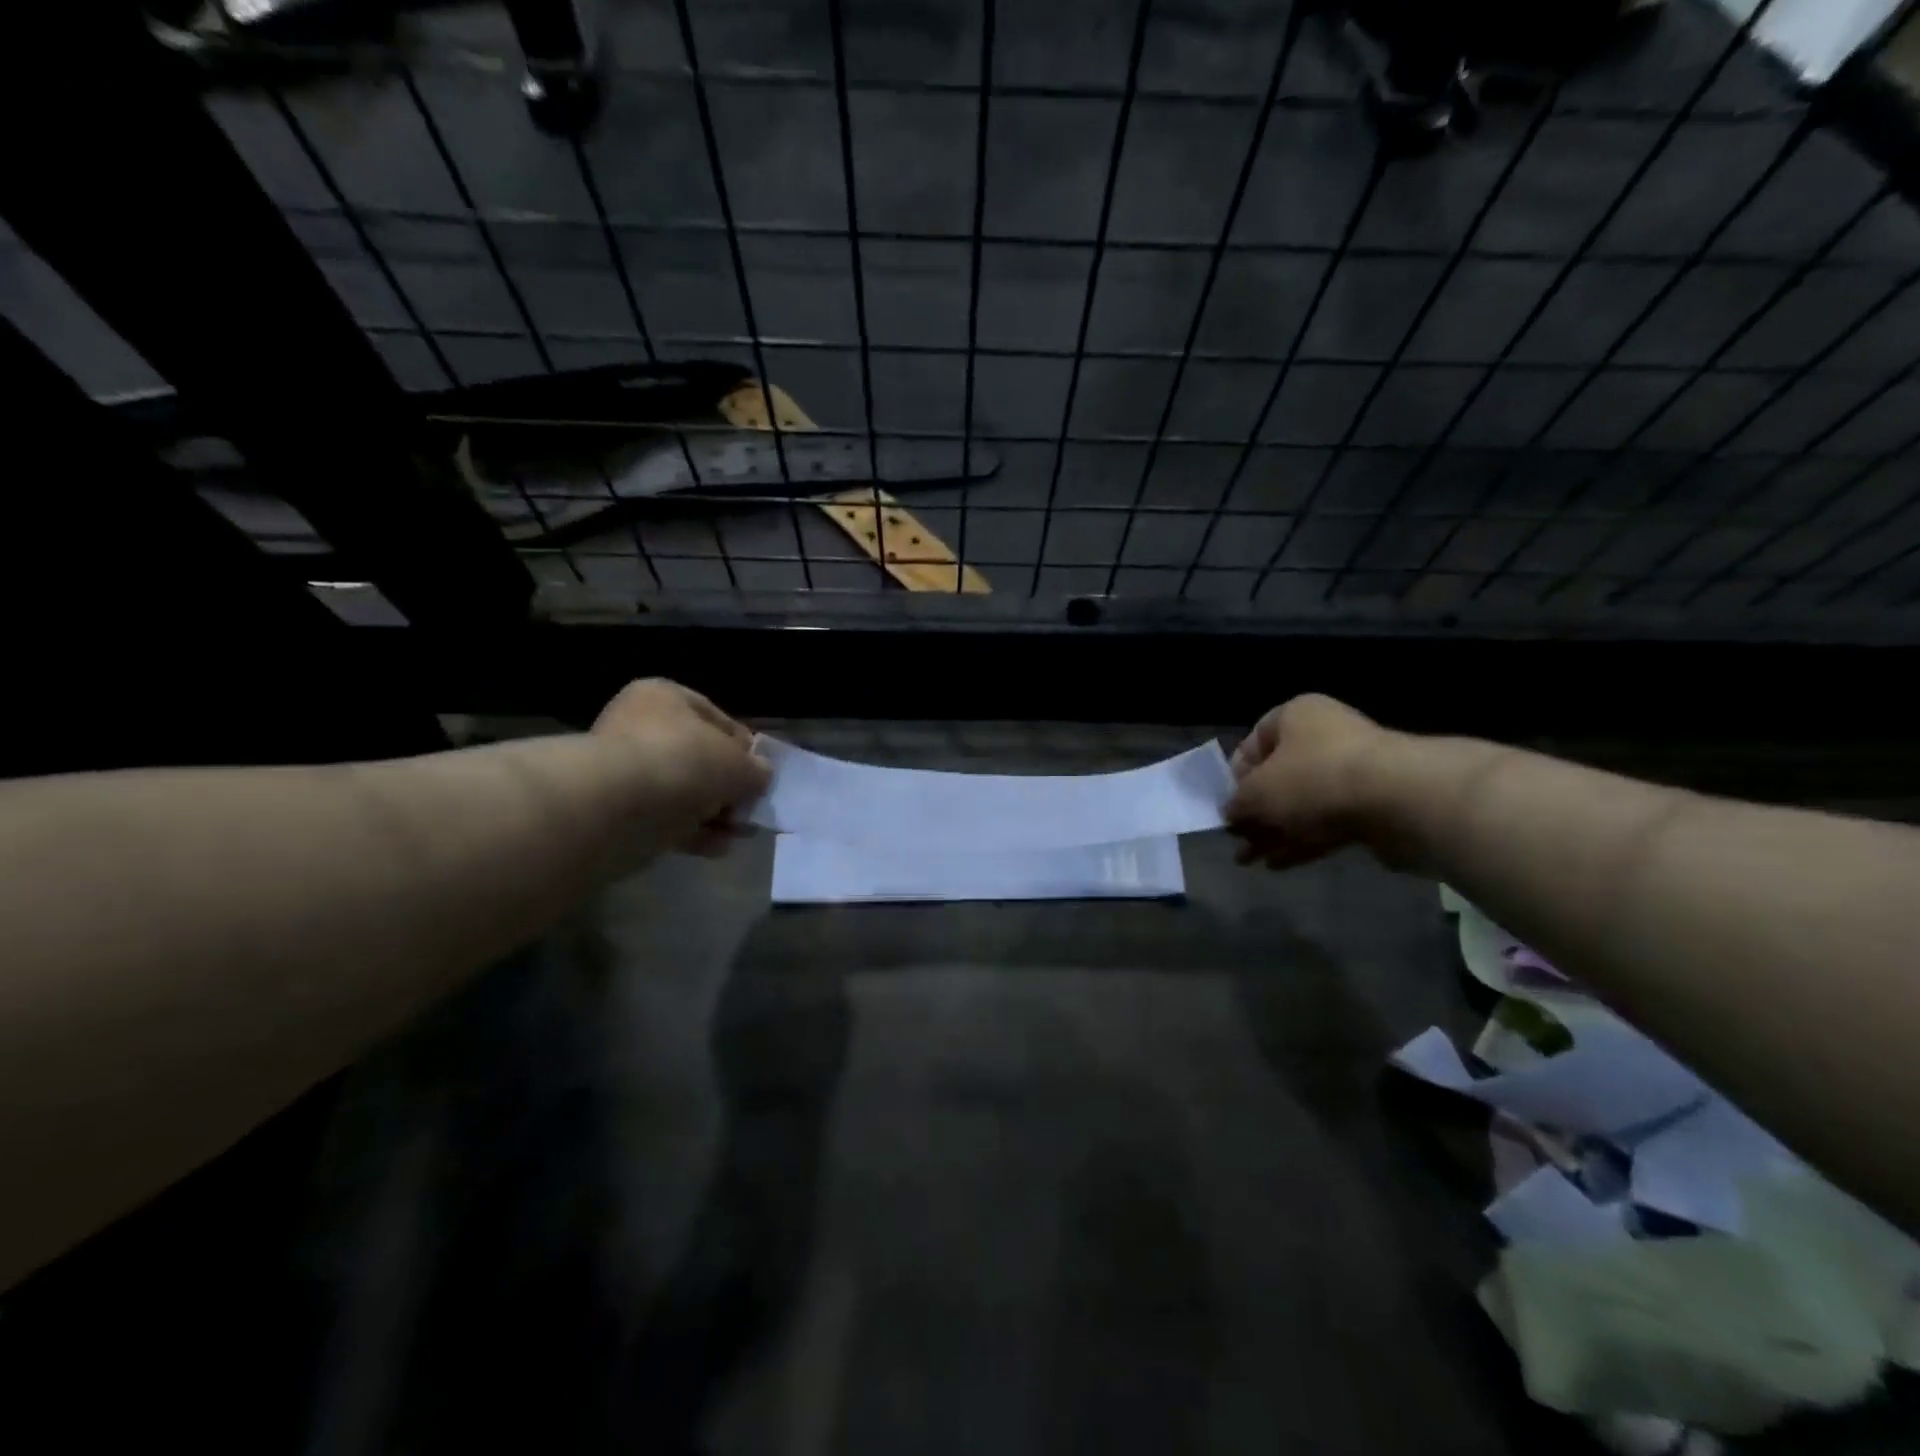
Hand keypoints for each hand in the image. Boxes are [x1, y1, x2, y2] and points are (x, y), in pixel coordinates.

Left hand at [592, 679, 770, 857]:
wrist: (620, 806)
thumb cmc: (685, 762)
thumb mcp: (738, 763)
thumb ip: (756, 769)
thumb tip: (761, 775)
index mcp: (664, 697)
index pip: (717, 718)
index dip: (744, 748)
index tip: (761, 774)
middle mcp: (640, 726)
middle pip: (700, 758)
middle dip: (729, 787)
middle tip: (751, 808)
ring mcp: (625, 769)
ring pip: (684, 791)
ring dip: (714, 813)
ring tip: (739, 833)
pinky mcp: (618, 809)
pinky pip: (664, 817)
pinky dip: (691, 831)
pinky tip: (716, 847)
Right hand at [1225, 694, 1393, 869]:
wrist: (1400, 800)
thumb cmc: (1313, 779)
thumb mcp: (1257, 792)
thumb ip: (1237, 803)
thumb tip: (1231, 813)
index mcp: (1296, 717)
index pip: (1254, 740)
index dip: (1235, 774)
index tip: (1227, 803)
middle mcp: (1325, 737)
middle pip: (1278, 776)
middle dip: (1255, 812)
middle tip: (1236, 839)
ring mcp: (1352, 772)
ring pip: (1301, 804)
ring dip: (1274, 832)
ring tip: (1249, 860)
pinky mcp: (1373, 806)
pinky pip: (1327, 823)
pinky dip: (1302, 841)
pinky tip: (1278, 865)